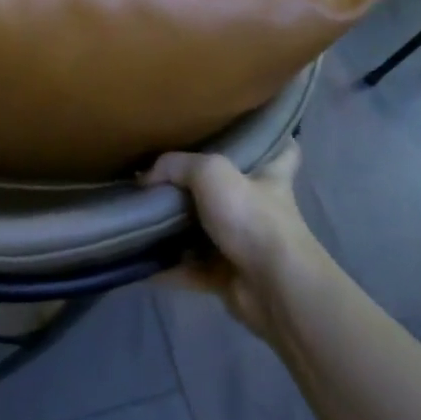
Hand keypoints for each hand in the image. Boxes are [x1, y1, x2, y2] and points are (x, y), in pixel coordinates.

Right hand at [142, 145, 323, 336]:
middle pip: (232, 191)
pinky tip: (138, 258)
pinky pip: (189, 267)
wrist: (272, 286)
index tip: (247, 133)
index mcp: (270, 177)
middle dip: (202, 187)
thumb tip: (145, 178)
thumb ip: (175, 166)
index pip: (283, 150)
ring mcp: (245, 245)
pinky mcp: (227, 276)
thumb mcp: (211, 172)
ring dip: (177, 228)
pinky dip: (166, 266)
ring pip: (205, 231)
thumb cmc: (252, 218)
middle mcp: (260, 209)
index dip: (270, 139)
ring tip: (140, 214)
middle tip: (165, 175)